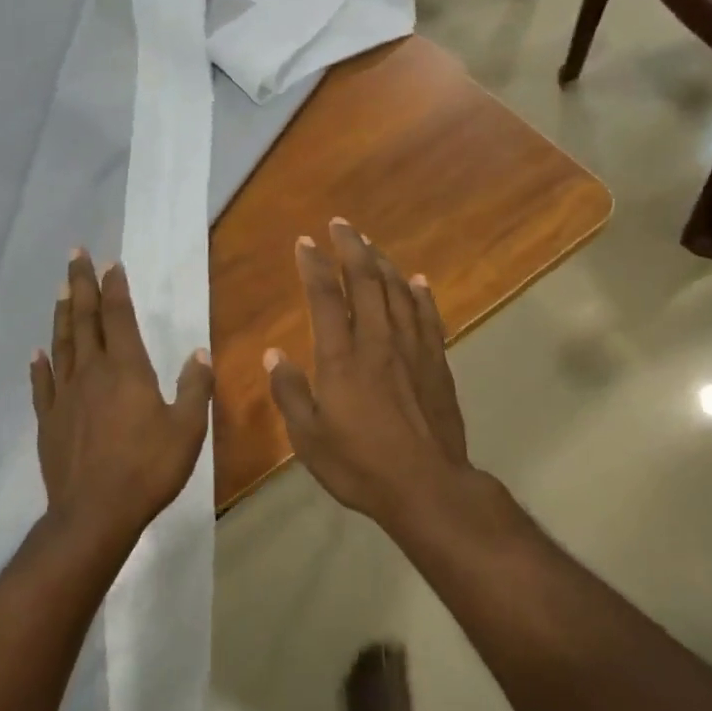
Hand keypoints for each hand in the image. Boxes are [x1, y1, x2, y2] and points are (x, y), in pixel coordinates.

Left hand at [31, 251, 214, 540]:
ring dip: (62, 314)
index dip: (115, 288)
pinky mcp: (49, 421)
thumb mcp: (188, 429)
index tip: (111, 264)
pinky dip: (40, 365)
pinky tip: (37, 353)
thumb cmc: (148, 469)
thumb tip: (200, 352)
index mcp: (126, 370)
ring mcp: (66, 396)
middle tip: (75, 254)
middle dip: (81, 285)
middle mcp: (92, 373)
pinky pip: (43, 385)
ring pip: (62, 344)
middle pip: (84, 320)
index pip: (118, 317)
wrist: (95, 513)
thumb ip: (195, 387)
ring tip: (61, 288)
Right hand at [264, 219, 472, 527]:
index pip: (324, 297)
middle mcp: (377, 342)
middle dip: (351, 248)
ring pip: (397, 292)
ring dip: (382, 263)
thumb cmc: (359, 465)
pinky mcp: (436, 363)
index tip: (305, 242)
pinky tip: (416, 280)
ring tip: (370, 244)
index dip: (313, 265)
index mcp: (340, 358)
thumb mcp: (308, 438)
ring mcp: (412, 350)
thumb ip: (290, 393)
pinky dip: (420, 294)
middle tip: (341, 224)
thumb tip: (275, 356)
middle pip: (365, 281)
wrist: (426, 486)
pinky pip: (428, 317)